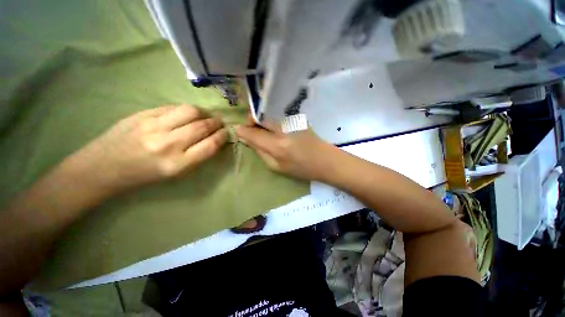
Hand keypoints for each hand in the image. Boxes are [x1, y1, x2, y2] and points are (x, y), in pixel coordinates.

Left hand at [67, 105, 227, 193]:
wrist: (103, 167)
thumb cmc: (144, 175)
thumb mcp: (175, 173)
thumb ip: (197, 156)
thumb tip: (213, 139)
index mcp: (177, 164)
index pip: (210, 146)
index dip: (222, 137)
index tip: (226, 133)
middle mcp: (167, 144)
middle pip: (202, 127)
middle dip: (216, 123)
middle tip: (220, 122)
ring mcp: (153, 126)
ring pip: (190, 111)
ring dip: (204, 112)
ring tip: (206, 115)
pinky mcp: (142, 114)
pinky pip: (172, 107)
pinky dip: (186, 110)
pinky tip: (188, 114)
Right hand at [236, 120, 339, 180]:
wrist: (325, 160)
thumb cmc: (302, 169)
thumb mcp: (278, 167)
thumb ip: (261, 152)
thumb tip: (247, 139)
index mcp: (277, 145)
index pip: (253, 133)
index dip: (243, 131)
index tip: (238, 131)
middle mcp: (283, 129)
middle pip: (259, 117)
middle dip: (251, 121)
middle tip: (251, 130)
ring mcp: (291, 121)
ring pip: (268, 115)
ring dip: (261, 121)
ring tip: (263, 131)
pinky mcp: (297, 119)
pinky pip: (277, 117)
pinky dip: (271, 121)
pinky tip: (276, 130)